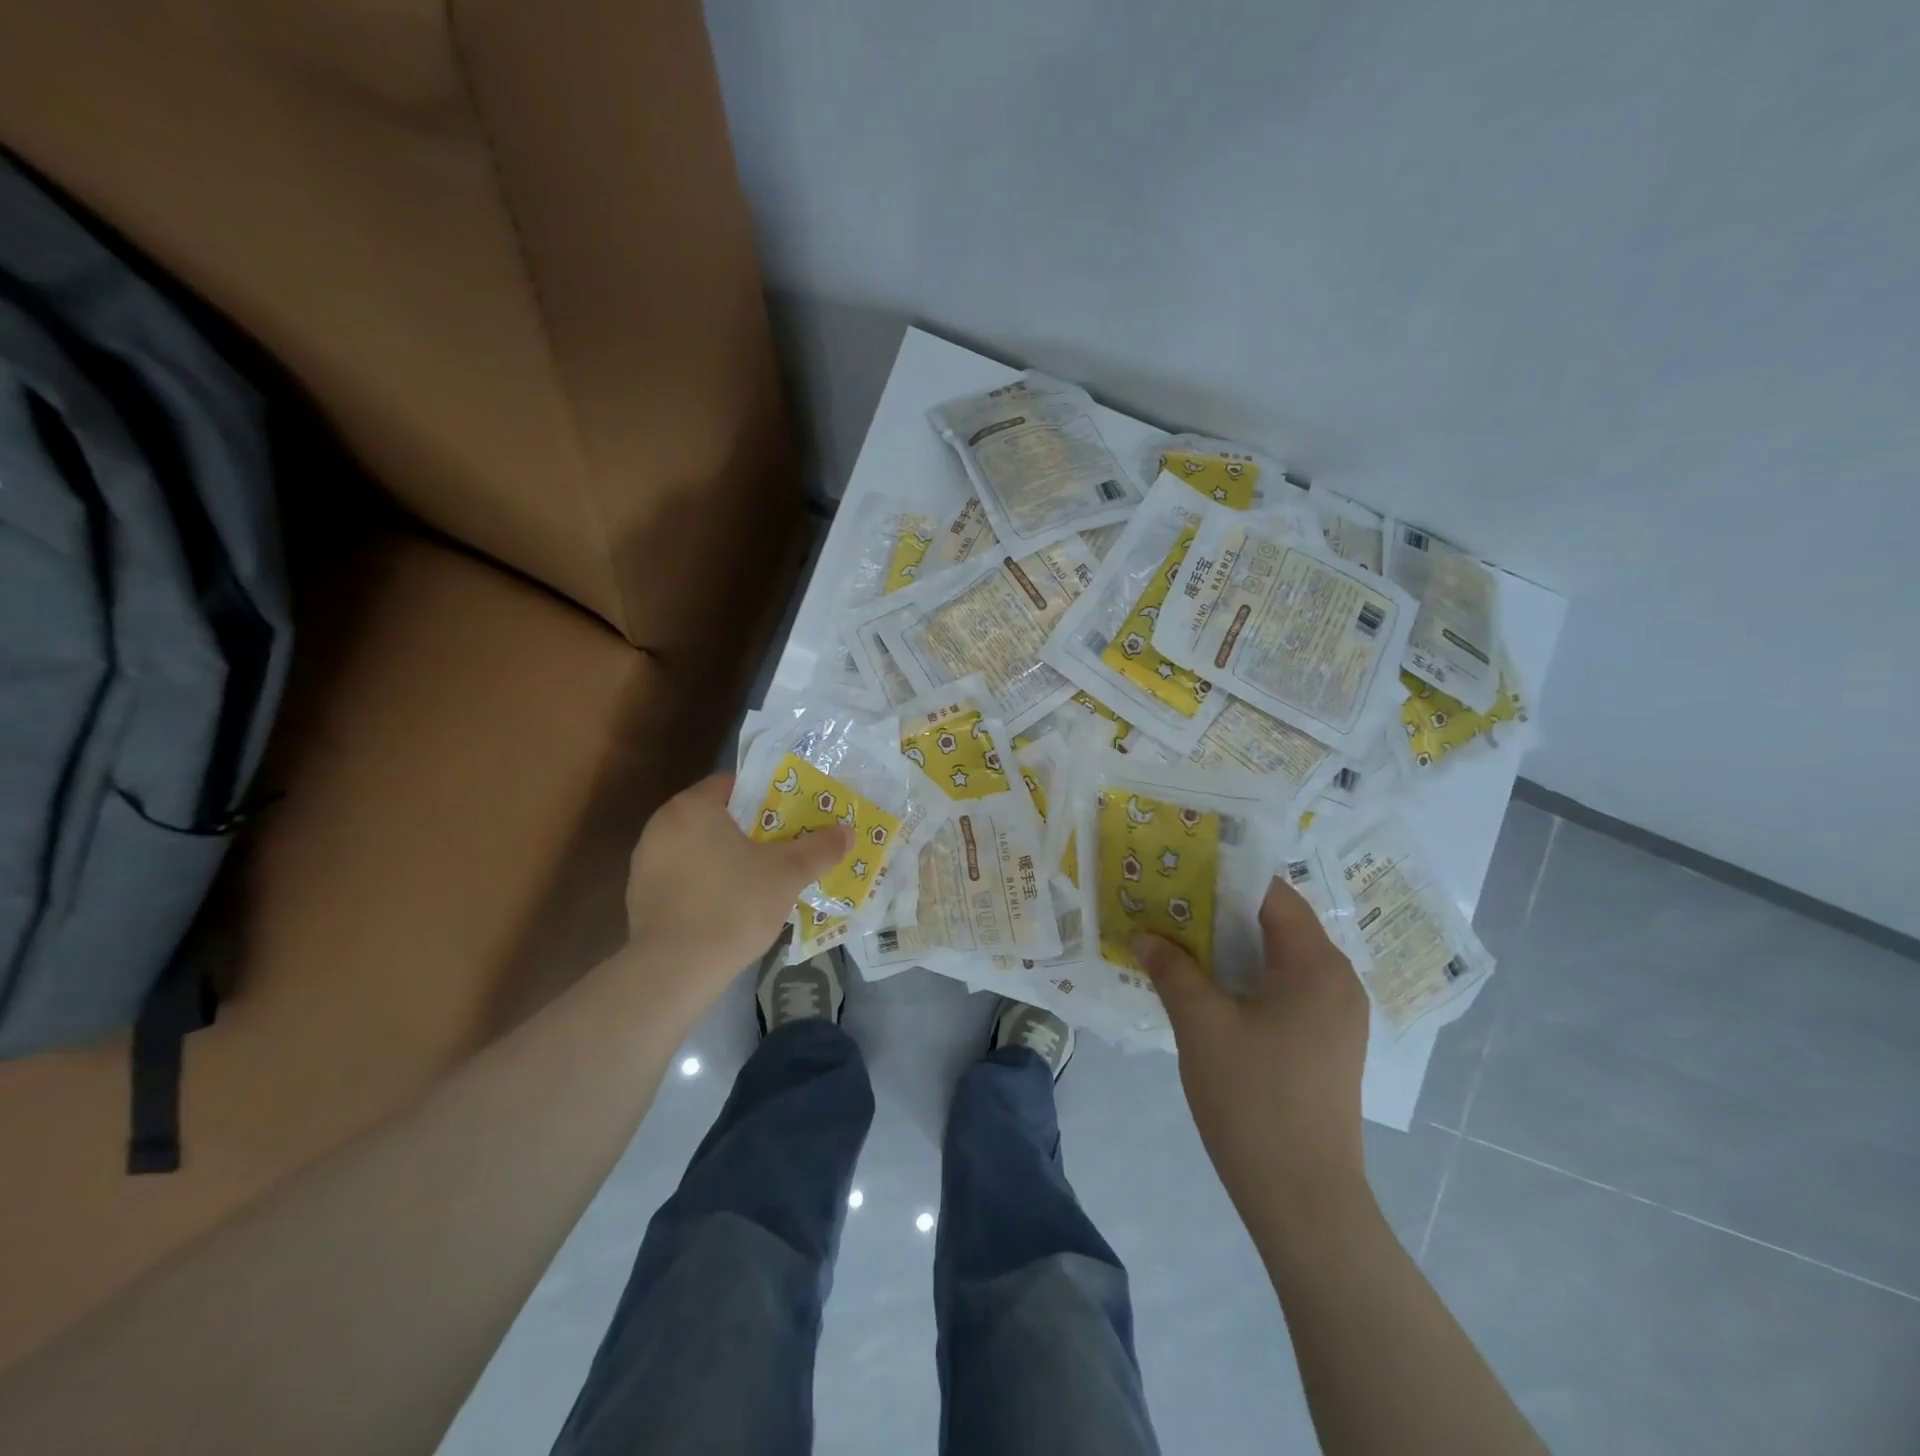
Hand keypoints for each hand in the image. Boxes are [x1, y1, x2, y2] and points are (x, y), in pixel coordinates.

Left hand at [624, 774, 848, 1008]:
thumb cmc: (733, 905)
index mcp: (692, 807)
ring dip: (725, 857)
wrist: (675, 969)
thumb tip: (847, 832)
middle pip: (715, 816)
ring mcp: (646, 862)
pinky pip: (682, 877)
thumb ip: (819, 849)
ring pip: (697, 848)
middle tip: (783, 844)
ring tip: (761, 877)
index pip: (732, 784)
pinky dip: (705, 883)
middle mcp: (661, 825)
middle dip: (748, 829)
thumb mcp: (787, 874)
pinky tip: (730, 906)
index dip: (765, 795)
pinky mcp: (640, 897)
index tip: (790, 813)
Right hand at [1132, 878, 1370, 1229]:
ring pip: (1277, 960)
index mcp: (1316, 964)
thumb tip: (1144, 935)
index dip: (1223, 878)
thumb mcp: (1201, 1024)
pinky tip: (1203, 989)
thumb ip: (1172, 970)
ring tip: (1175, 941)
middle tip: (1166, 906)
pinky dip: (1244, 980)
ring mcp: (1334, 1016)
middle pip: (1275, 925)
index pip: (1271, 895)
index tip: (1177, 871)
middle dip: (1219, 913)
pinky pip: (1282, 991)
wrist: (1304, 1200)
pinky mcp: (1325, 1045)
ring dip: (1228, 949)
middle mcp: (1336, 981)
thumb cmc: (1253, 1098)